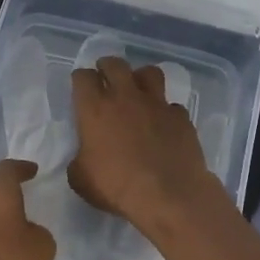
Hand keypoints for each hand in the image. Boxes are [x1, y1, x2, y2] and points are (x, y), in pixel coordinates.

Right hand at [69, 57, 223, 232]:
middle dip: (107, 67)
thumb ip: (79, 160)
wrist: (168, 195)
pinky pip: (172, 105)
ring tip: (138, 90)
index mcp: (95, 109)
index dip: (80, 79)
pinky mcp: (181, 117)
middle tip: (106, 77)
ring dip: (140, 78)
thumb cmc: (116, 186)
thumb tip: (84, 156)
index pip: (83, 77)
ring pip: (149, 73)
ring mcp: (157, 104)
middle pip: (115, 64)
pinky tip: (163, 124)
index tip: (81, 87)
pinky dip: (166, 111)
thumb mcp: (80, 179)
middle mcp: (125, 97)